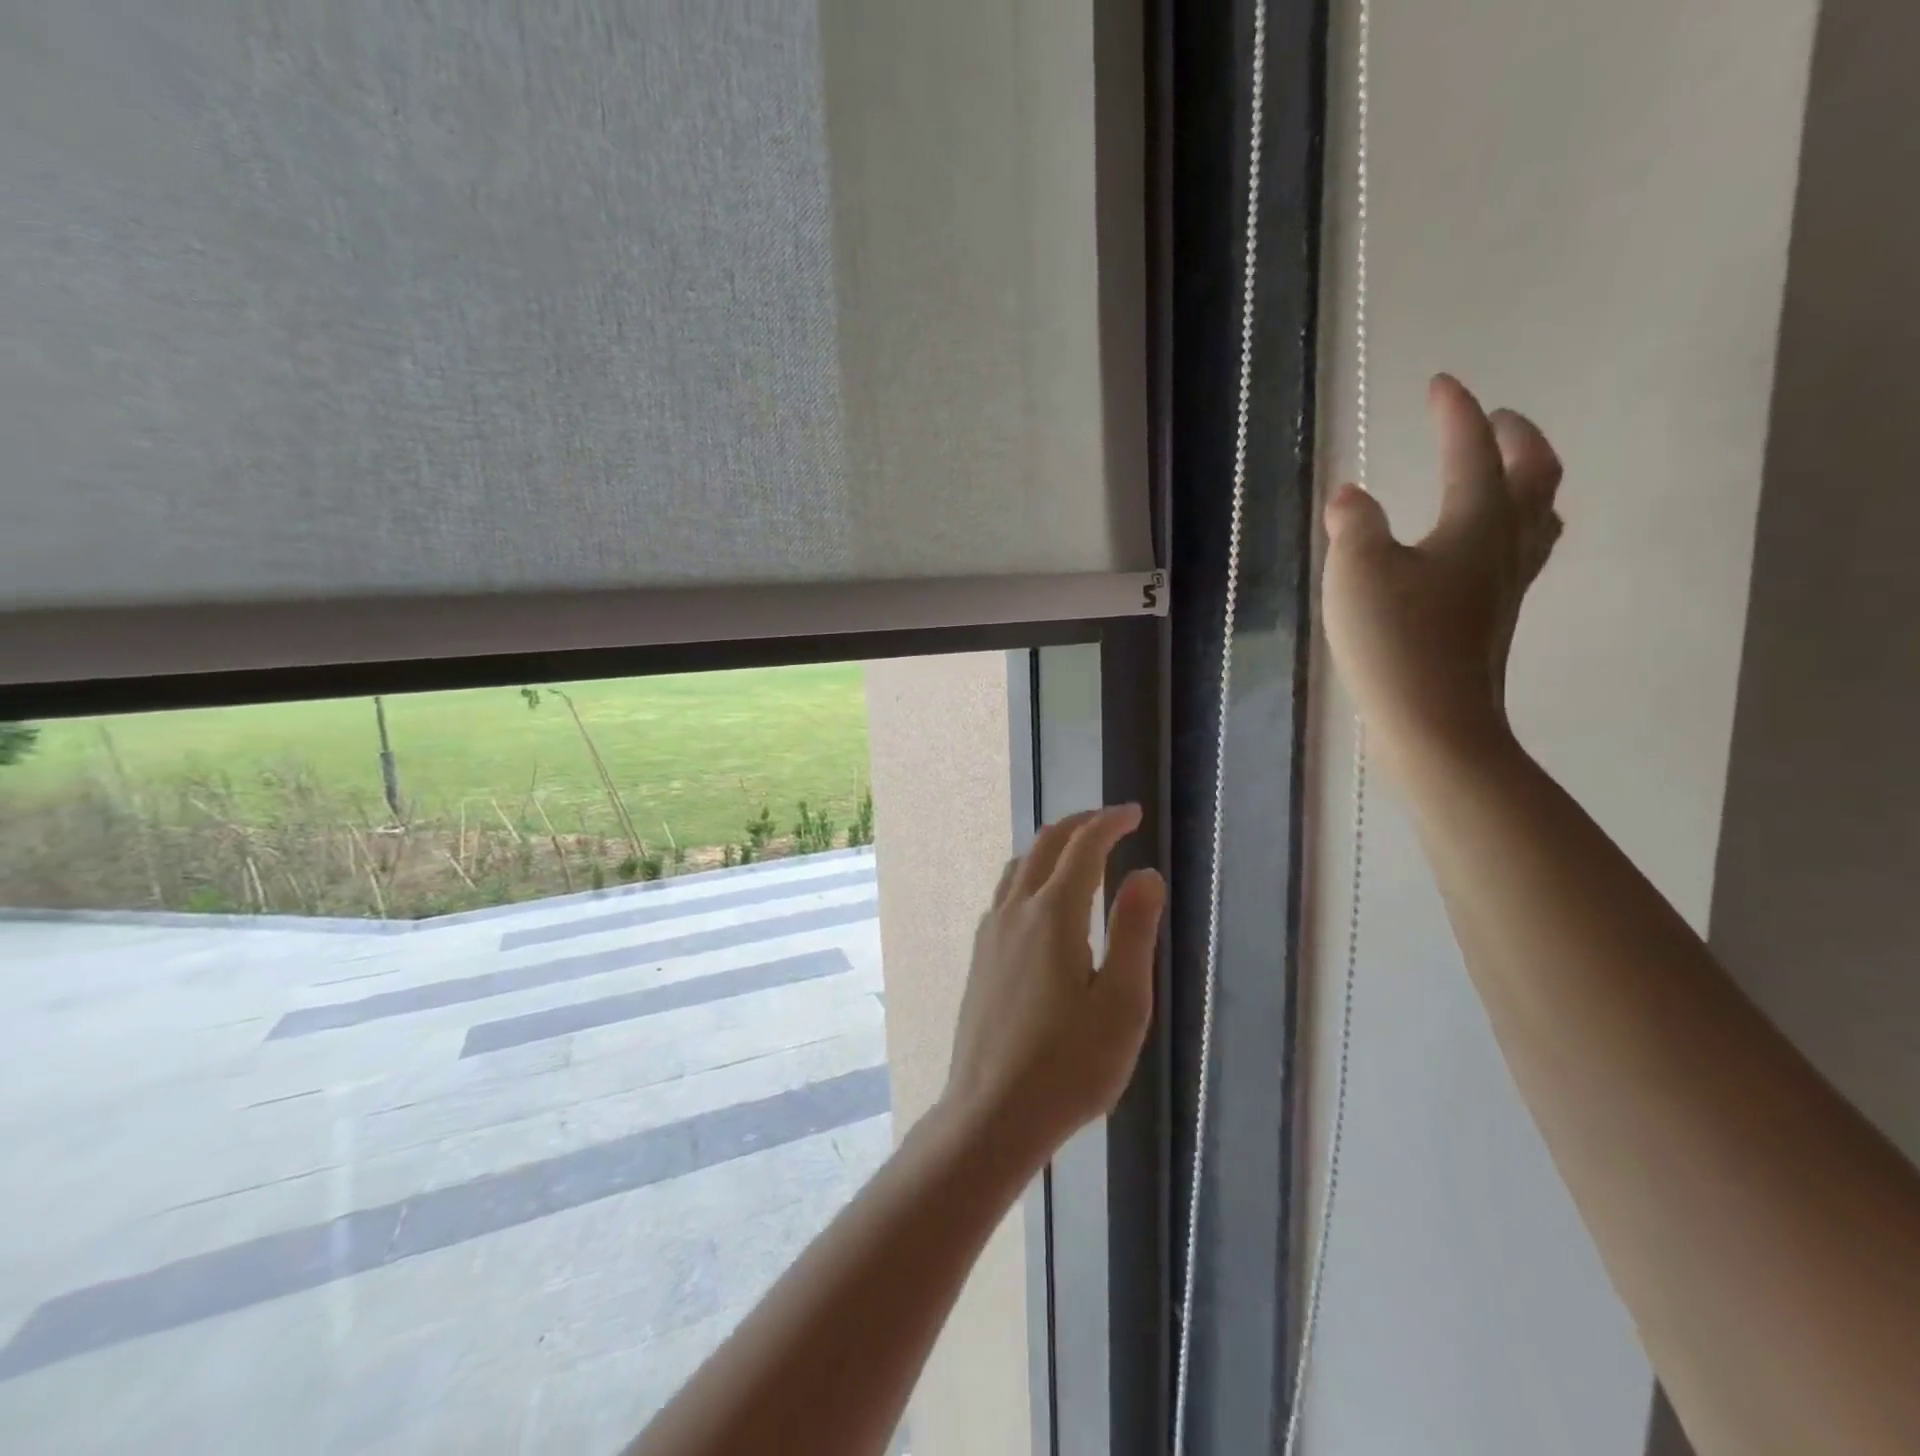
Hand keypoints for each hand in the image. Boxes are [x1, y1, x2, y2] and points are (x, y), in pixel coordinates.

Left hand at [938, 806, 1165, 1169]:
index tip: (1132, 813)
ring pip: (1018, 867)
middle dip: (1079, 825)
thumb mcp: (1122, 1002)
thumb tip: (1145, 873)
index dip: (1109, 823)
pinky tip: (1041, 902)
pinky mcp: (980, 957)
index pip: (1083, 848)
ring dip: (1050, 848)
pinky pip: (1005, 894)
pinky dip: (1029, 874)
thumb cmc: (1070, 1065)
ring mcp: (991, 933)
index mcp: (1054, 915)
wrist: (991, 1113)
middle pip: (1044, 846)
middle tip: (1110, 821)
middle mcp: (1015, 911)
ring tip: (1078, 853)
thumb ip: (1134, 931)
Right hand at [1322, 373, 1564, 762]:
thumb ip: (1353, 524)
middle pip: (1534, 474)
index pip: (1471, 450)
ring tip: (1501, 472)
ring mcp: (1506, 586)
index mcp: (1475, 522)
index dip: (1455, 412)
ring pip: (1537, 516)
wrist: (1433, 723)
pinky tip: (1479, 546)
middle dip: (1514, 437)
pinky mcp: (1493, 620)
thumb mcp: (1356, 572)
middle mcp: (1504, 545)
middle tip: (1491, 418)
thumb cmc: (1394, 642)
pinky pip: (1518, 553)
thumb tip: (1350, 495)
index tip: (1439, 384)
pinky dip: (1508, 527)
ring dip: (1525, 480)